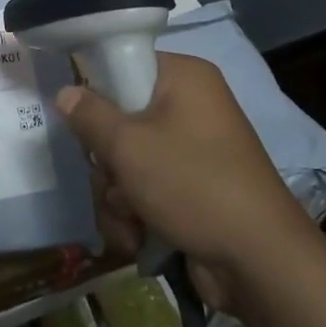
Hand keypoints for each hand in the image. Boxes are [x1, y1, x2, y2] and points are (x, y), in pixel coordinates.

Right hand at [58, 52, 304, 310]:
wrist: (260, 261)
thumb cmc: (192, 184)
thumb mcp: (129, 145)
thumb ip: (90, 115)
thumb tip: (66, 91)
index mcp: (184, 78)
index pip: (125, 64)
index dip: (98, 93)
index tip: (84, 123)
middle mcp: (191, 107)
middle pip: (121, 120)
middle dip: (108, 165)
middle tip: (113, 182)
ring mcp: (193, 151)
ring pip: (128, 162)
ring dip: (117, 197)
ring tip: (128, 222)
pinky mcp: (193, 189)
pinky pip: (146, 189)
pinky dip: (136, 215)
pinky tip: (137, 238)